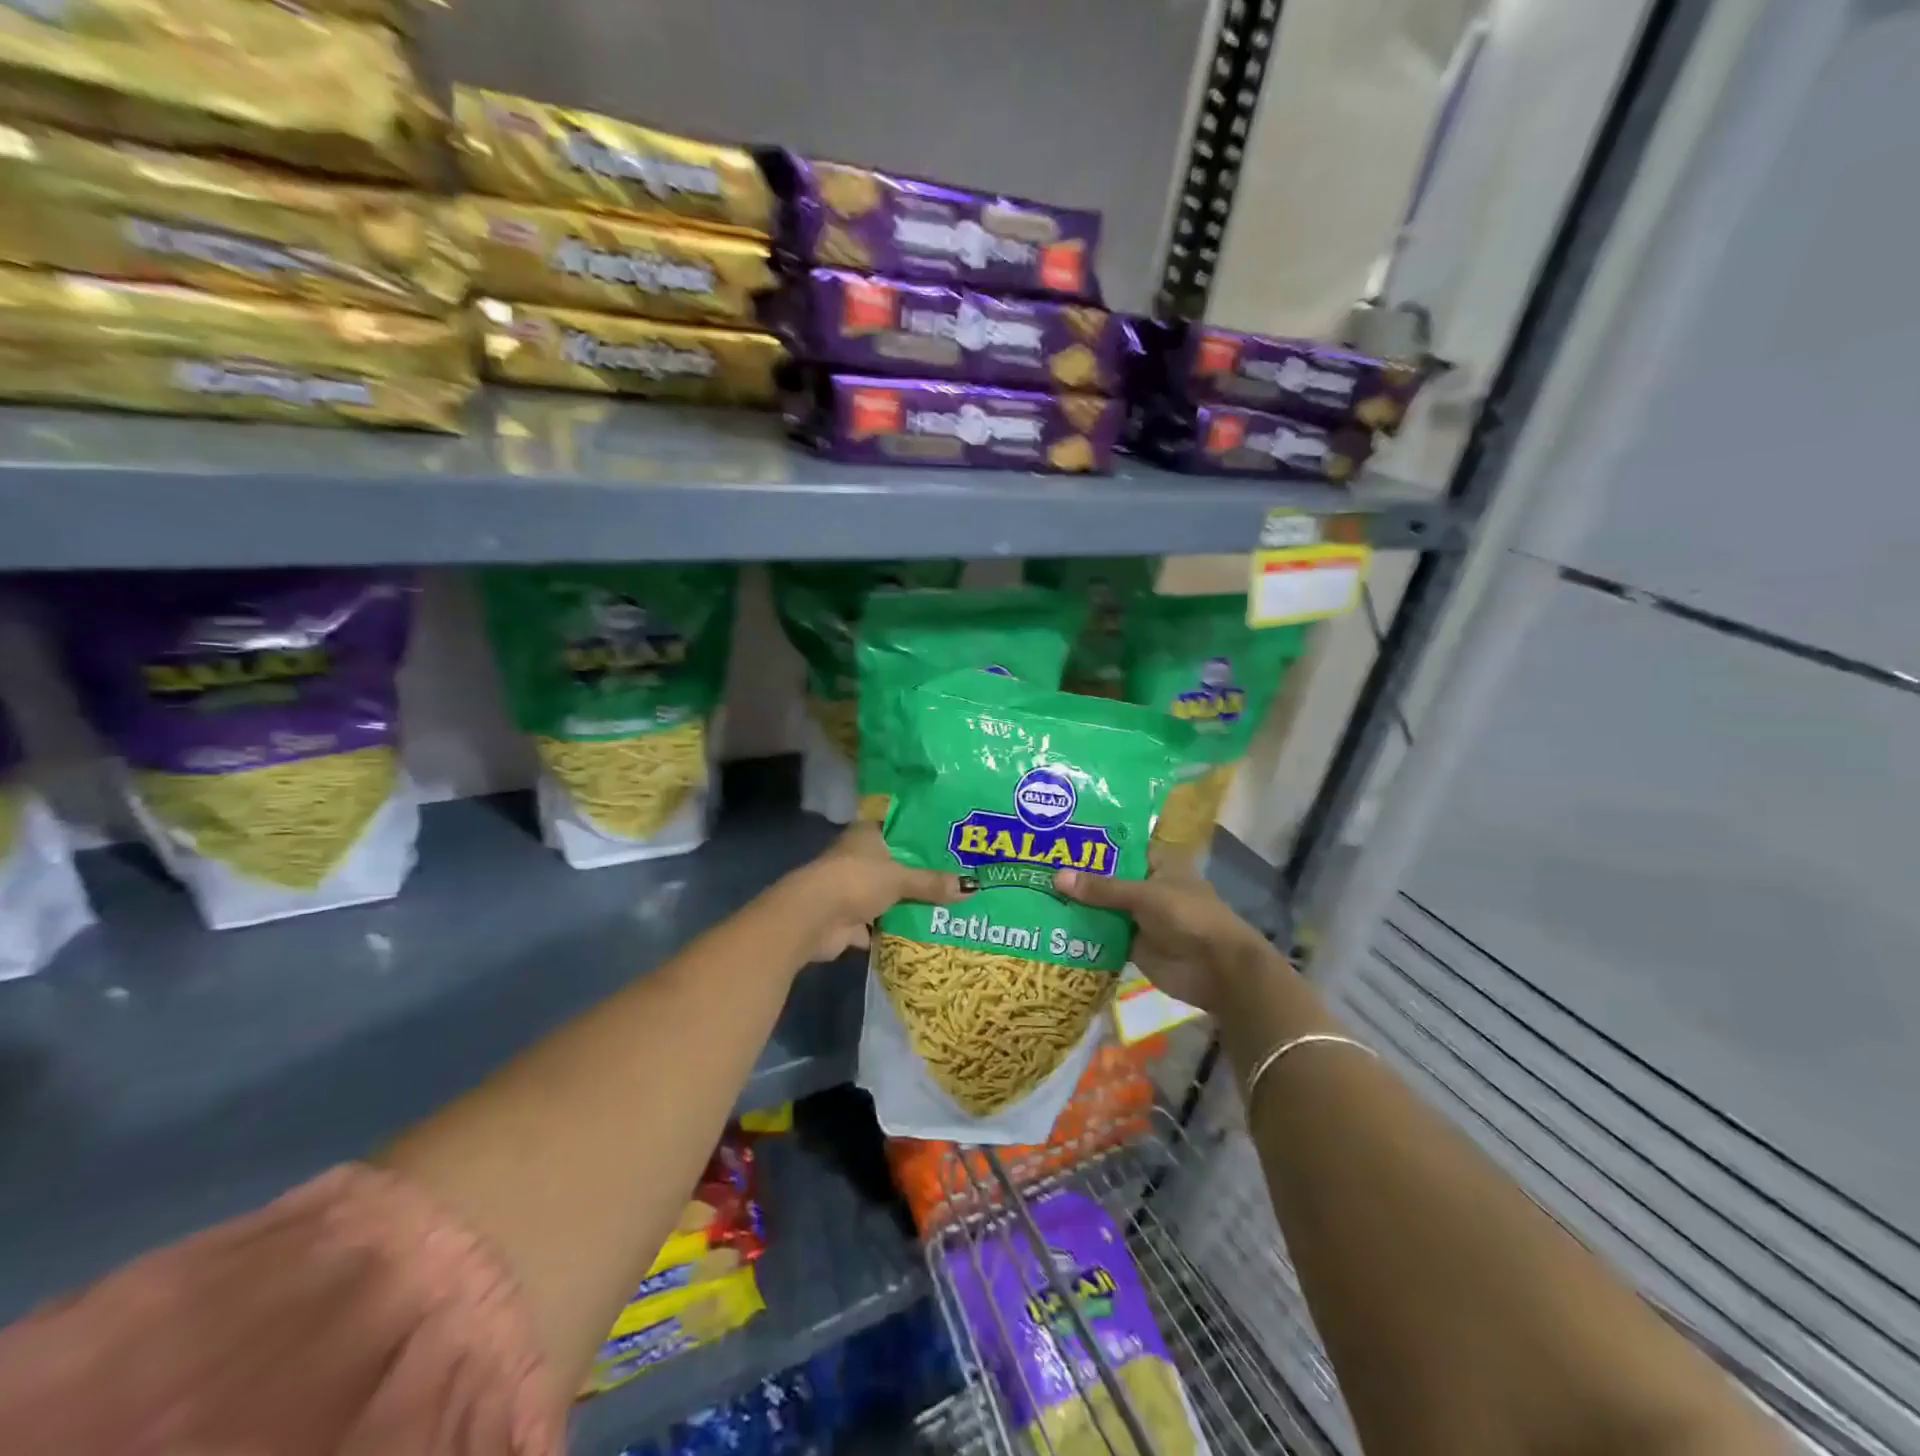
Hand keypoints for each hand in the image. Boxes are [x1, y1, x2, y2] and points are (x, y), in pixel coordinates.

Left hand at [788, 823, 972, 961]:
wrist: (813, 919)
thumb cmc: (856, 880)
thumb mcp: (900, 878)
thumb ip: (932, 883)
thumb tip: (972, 887)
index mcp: (865, 835)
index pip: (898, 828)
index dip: (922, 835)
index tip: (951, 842)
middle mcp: (857, 858)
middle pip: (896, 864)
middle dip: (921, 873)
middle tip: (958, 877)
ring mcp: (851, 889)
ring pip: (888, 895)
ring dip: (908, 903)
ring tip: (948, 906)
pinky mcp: (848, 920)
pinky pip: (879, 924)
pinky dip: (895, 930)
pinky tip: (923, 933)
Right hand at [1052, 860, 1271, 1013]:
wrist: (1218, 970)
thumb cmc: (1189, 917)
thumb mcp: (1145, 895)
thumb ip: (1102, 888)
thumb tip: (1057, 877)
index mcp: (1155, 862)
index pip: (1118, 846)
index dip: (1090, 842)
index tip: (1054, 836)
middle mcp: (1144, 885)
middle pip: (1105, 877)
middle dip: (1075, 875)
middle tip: (1032, 865)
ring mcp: (1137, 915)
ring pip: (1100, 905)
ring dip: (1075, 904)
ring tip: (1031, 892)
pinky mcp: (1130, 943)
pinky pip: (1101, 933)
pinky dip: (1081, 931)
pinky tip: (1048, 925)